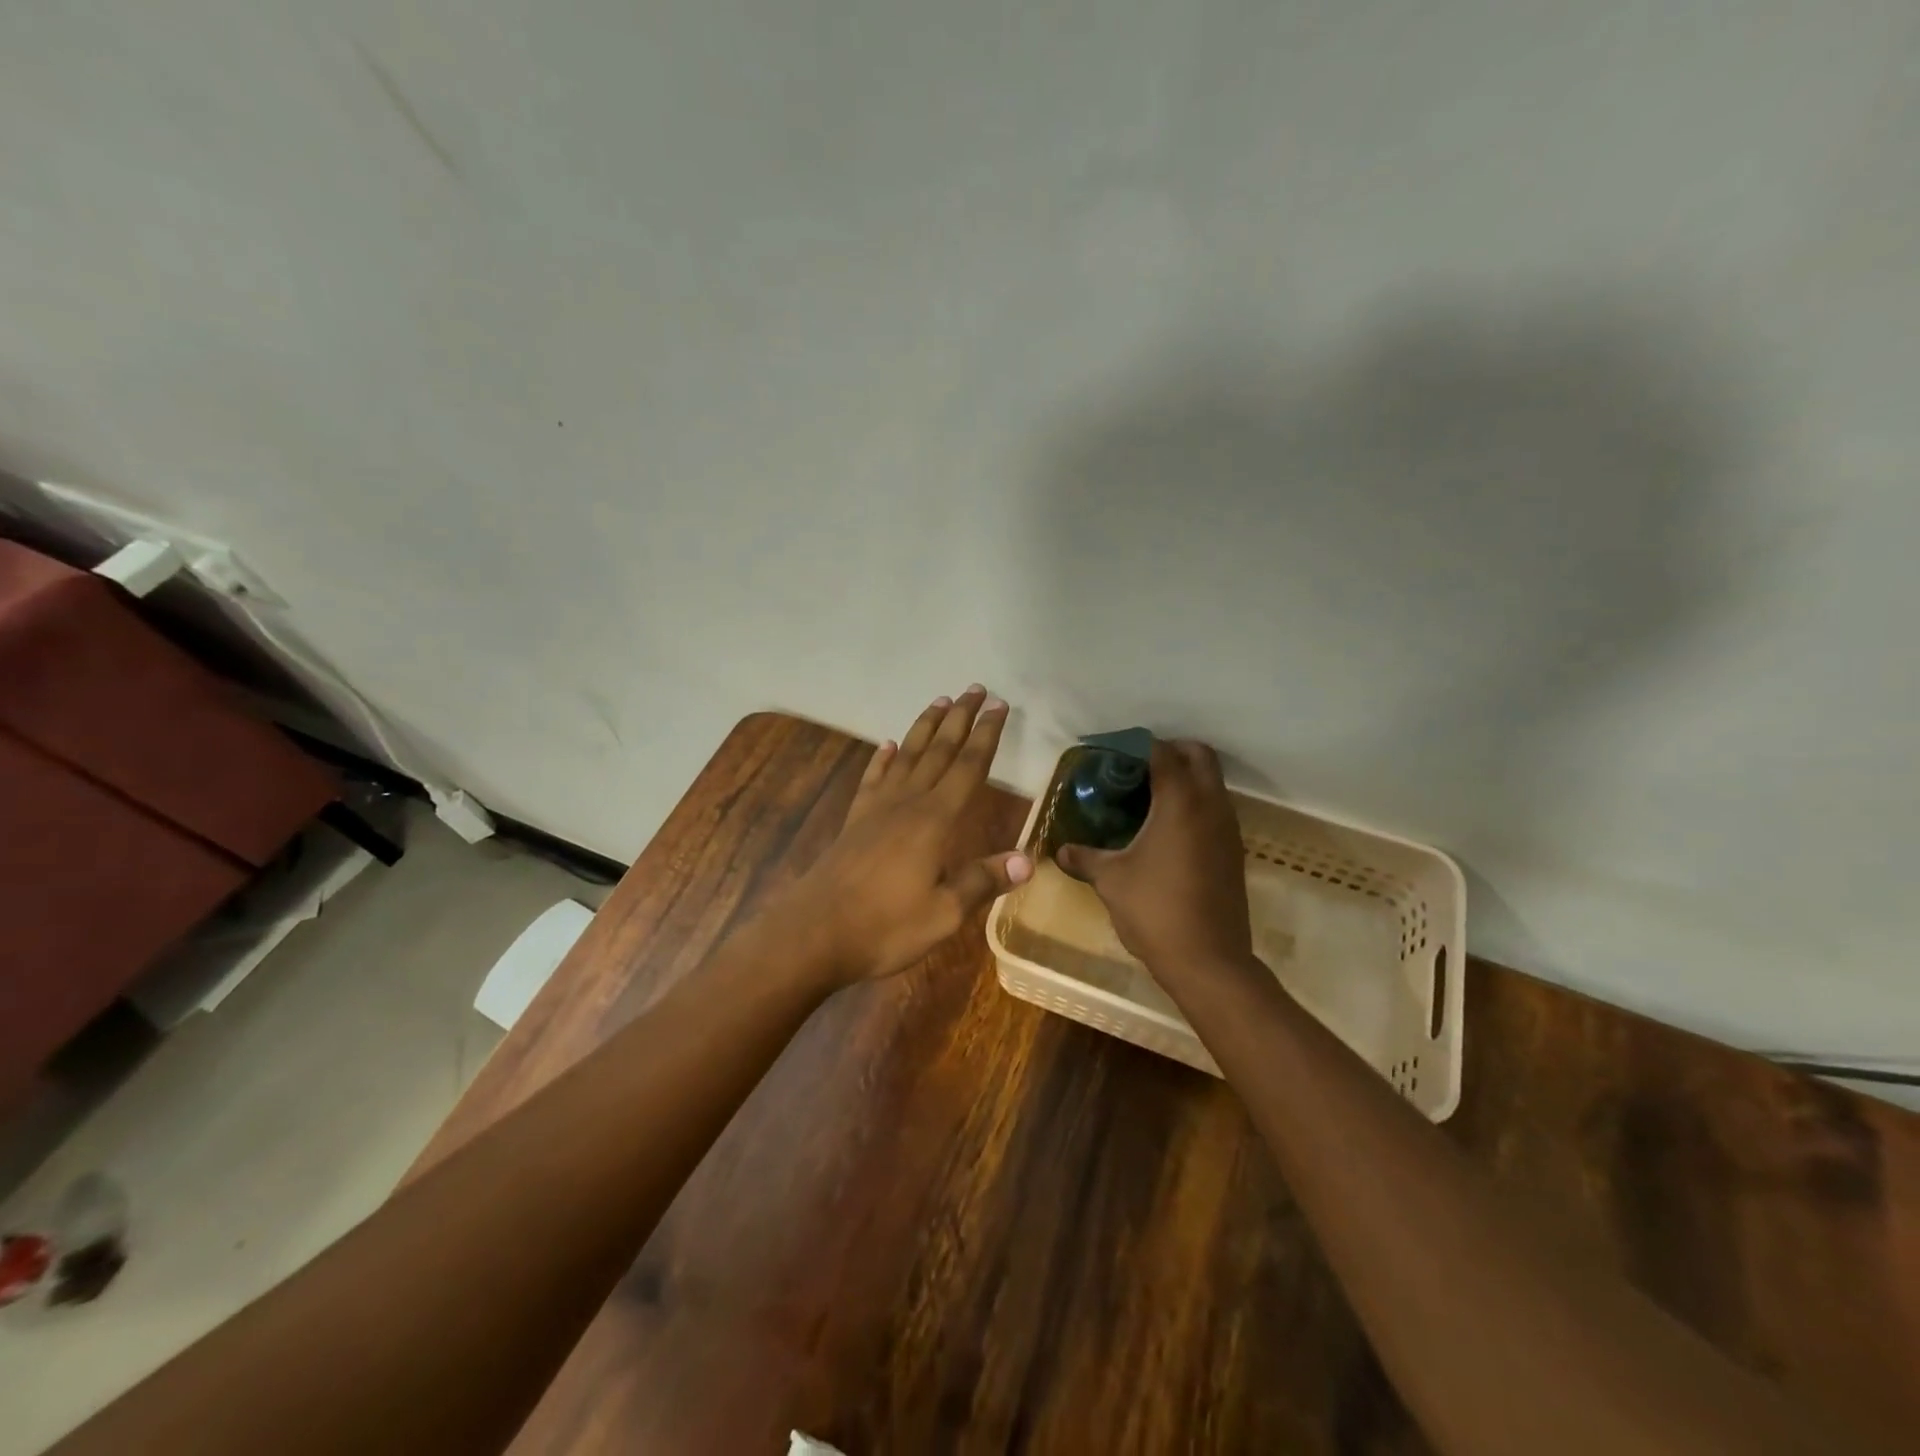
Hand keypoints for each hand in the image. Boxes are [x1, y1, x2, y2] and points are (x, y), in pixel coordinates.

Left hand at [790, 685, 1031, 985]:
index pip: (969, 767)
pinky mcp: (855, 820)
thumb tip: (1027, 859)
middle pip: (939, 750)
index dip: (986, 735)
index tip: (999, 705)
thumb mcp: (943, 913)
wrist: (814, 933)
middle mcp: (907, 803)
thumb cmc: (885, 926)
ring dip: (925, 727)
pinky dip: (882, 759)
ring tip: (940, 701)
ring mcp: (876, 808)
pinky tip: (886, 746)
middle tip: (975, 688)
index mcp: (934, 820)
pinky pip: (873, 778)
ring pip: (907, 755)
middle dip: (960, 718)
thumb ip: (983, 881)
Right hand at [1055, 739, 1252, 974]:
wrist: (1209, 961)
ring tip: (1148, 794)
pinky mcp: (1234, 851)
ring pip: (1213, 782)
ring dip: (1187, 777)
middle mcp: (1211, 806)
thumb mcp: (1111, 881)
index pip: (1162, 752)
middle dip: (1171, 750)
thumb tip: (1061, 851)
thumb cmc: (1155, 910)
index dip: (1137, 745)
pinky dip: (1195, 803)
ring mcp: (1228, 829)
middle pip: (1200, 756)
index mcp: (1180, 803)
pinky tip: (1166, 828)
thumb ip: (1085, 858)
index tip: (1112, 752)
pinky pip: (1216, 808)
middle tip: (1136, 766)